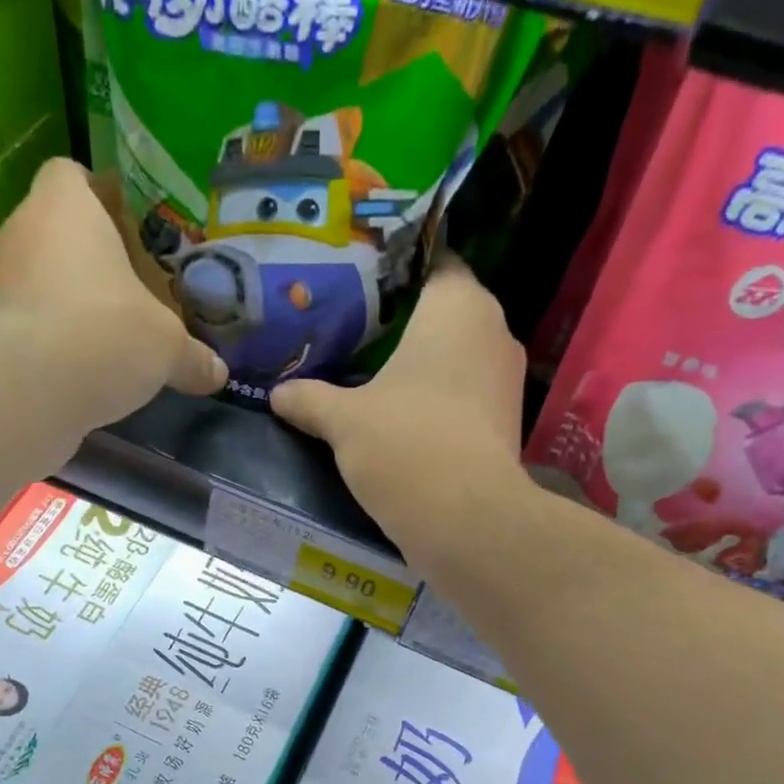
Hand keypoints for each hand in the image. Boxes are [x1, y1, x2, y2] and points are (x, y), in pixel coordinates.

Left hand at [0, 158, 224, 429]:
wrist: (25, 390)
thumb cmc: (105, 334)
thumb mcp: (166, 348)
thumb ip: (191, 356)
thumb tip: (217, 373)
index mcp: (63, 207)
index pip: (70, 175)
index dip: (96, 196)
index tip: (123, 227)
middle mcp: (17, 232)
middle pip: (51, 230)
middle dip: (83, 259)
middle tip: (122, 291)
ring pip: (30, 278)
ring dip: (59, 301)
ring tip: (97, 337)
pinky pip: (18, 324)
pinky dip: (41, 341)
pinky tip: (71, 371)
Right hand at [270, 257, 529, 559]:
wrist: (466, 520)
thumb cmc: (405, 445)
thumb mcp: (343, 421)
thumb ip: (309, 399)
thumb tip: (277, 394)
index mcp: (458, 306)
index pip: (433, 263)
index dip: (396, 272)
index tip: (360, 288)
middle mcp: (493, 330)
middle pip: (444, 311)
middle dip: (403, 322)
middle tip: (355, 331)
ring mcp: (506, 378)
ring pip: (457, 355)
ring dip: (422, 364)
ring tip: (373, 373)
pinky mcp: (506, 421)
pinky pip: (465, 392)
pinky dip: (438, 398)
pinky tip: (402, 414)